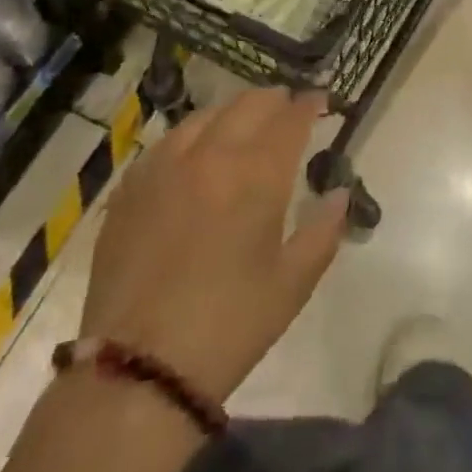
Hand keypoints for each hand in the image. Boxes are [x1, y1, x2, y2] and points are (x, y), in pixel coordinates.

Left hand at [83, 89, 349, 405]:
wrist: (138, 370)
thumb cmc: (230, 326)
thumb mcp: (293, 283)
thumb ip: (323, 230)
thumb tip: (340, 194)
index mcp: (257, 174)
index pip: (290, 118)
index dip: (309, 104)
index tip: (320, 101)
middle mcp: (211, 154)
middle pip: (248, 104)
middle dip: (275, 101)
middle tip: (287, 111)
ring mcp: (165, 166)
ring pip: (206, 115)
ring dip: (233, 112)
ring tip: (243, 126)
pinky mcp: (131, 187)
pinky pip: (168, 142)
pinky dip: (193, 136)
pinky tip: (195, 154)